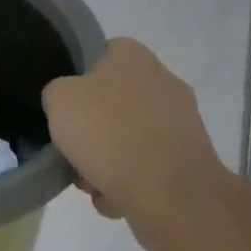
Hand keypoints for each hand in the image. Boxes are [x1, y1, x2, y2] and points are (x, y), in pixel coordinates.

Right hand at [42, 38, 225, 237]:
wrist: (171, 196)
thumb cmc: (109, 132)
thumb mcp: (58, 99)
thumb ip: (58, 92)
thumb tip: (68, 102)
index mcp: (134, 56)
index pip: (102, 53)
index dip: (78, 76)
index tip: (64, 102)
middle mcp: (165, 81)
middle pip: (115, 100)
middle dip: (94, 125)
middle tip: (72, 145)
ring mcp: (183, 123)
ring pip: (131, 136)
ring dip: (109, 157)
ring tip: (89, 180)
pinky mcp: (192, 162)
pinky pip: (148, 167)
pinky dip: (131, 181)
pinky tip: (114, 197)